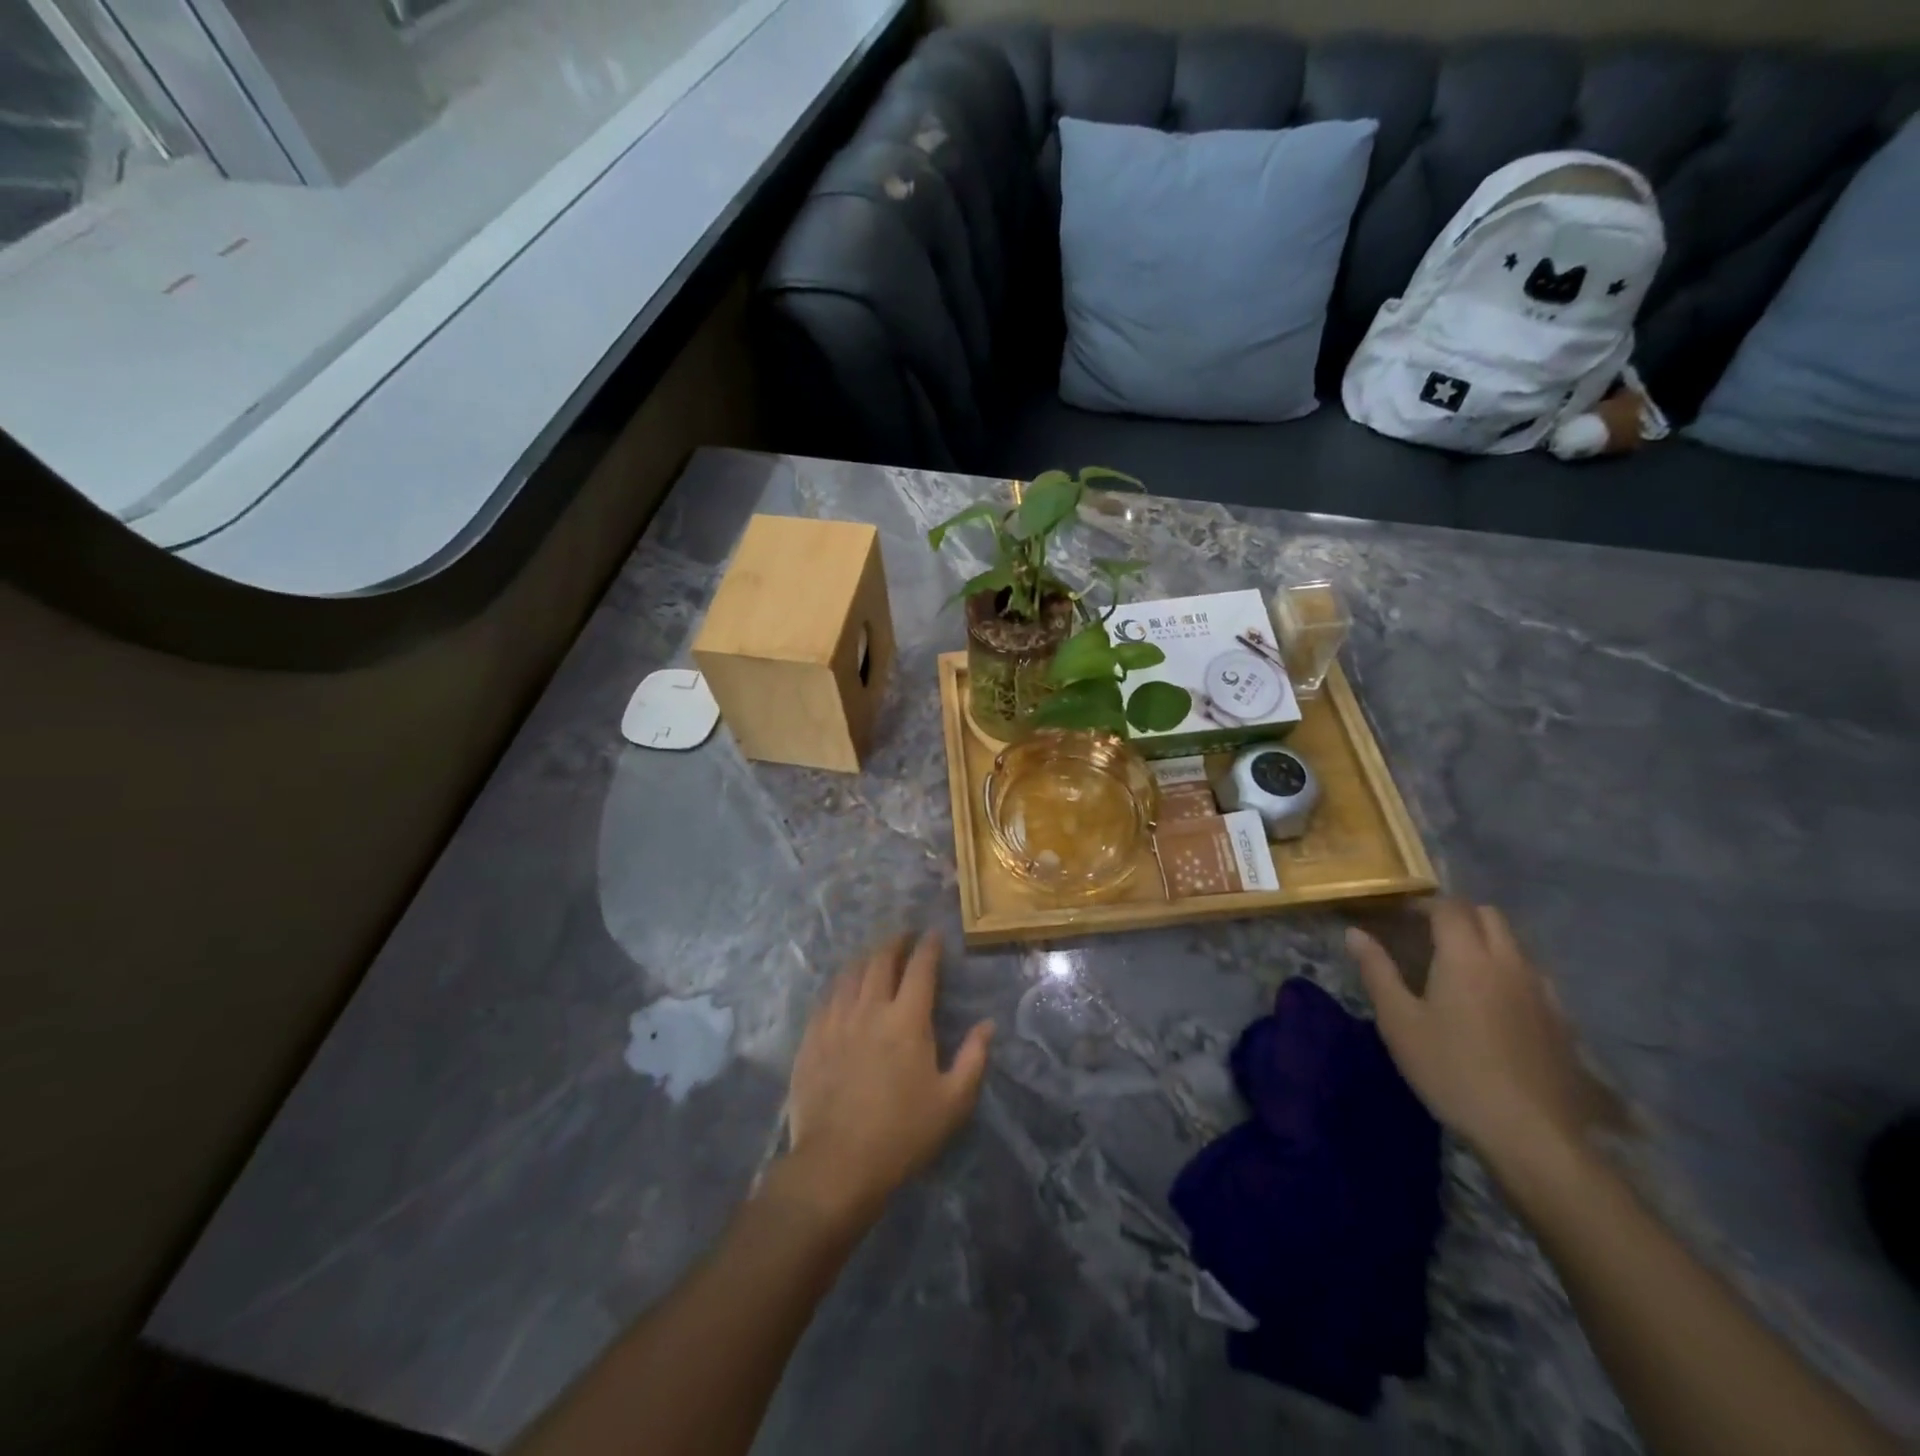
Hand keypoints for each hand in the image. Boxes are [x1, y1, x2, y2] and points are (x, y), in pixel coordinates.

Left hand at [778, 933, 993, 1233]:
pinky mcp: (812, 1038)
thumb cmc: (903, 1134)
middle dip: (895, 942)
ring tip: (875, 956)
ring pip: (850, 974)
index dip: (928, 947)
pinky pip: (826, 998)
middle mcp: (870, 1008)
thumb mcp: (952, 1102)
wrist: (837, 1164)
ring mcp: (836, 1021)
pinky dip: (841, 984)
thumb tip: (987, 1024)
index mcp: (907, 1019)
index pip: (920, 968)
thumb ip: (973, 1058)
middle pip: (881, 960)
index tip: (933, 934)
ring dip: (866, 958)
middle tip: (904, 937)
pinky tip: (844, 989)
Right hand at [1347, 900, 1592, 1167]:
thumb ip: (1377, 971)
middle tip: (1427, 936)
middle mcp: (1508, 962)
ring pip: (1514, 944)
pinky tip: (1494, 1004)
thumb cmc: (1452, 1071)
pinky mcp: (1561, 1020)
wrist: (1533, 1134)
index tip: (1399, 916)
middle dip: (1457, 915)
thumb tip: (1355, 933)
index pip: (1448, 908)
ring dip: (1486, 941)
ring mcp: (1541, 990)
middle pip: (1488, 915)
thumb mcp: (1399, 1022)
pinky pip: (1532, 975)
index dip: (1423, 905)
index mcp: (1466, 956)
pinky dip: (1509, 971)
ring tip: (1459, 968)